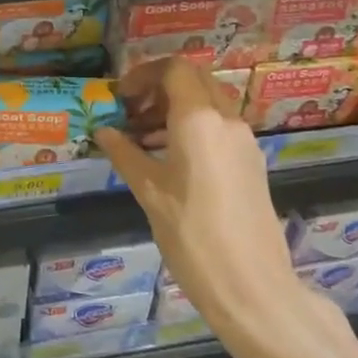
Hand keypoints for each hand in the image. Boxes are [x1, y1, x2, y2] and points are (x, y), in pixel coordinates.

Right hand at [96, 59, 357, 357]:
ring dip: (176, 107)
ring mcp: (245, 142)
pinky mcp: (252, 163)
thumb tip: (103, 131)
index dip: (143, 74)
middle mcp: (227, 120)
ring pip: (209, 102)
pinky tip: (170, 159)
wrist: (254, 289)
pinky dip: (193, 127)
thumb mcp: (149, 193)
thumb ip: (125, 154)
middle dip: (160, 87)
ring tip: (143, 137)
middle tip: (131, 112)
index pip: (174, 69)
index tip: (121, 97)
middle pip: (194, 79)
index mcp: (199, 120)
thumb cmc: (193, 236)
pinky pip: (220, 126)